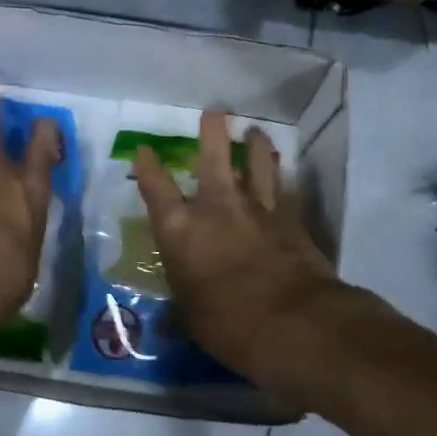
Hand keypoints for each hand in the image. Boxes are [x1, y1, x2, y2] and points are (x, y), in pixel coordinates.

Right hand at [133, 110, 340, 383]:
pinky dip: (283, 182)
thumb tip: (169, 321)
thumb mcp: (191, 320)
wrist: (291, 323)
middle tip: (215, 111)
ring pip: (257, 165)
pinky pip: (286, 192)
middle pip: (213, 158)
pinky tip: (286, 177)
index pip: (156, 189)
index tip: (144, 149)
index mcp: (180, 231)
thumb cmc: (227, 324)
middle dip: (212, 132)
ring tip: (256, 131)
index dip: (148, 166)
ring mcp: (258, 210)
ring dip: (255, 146)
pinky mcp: (292, 221)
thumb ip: (181, 310)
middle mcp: (217, 209)